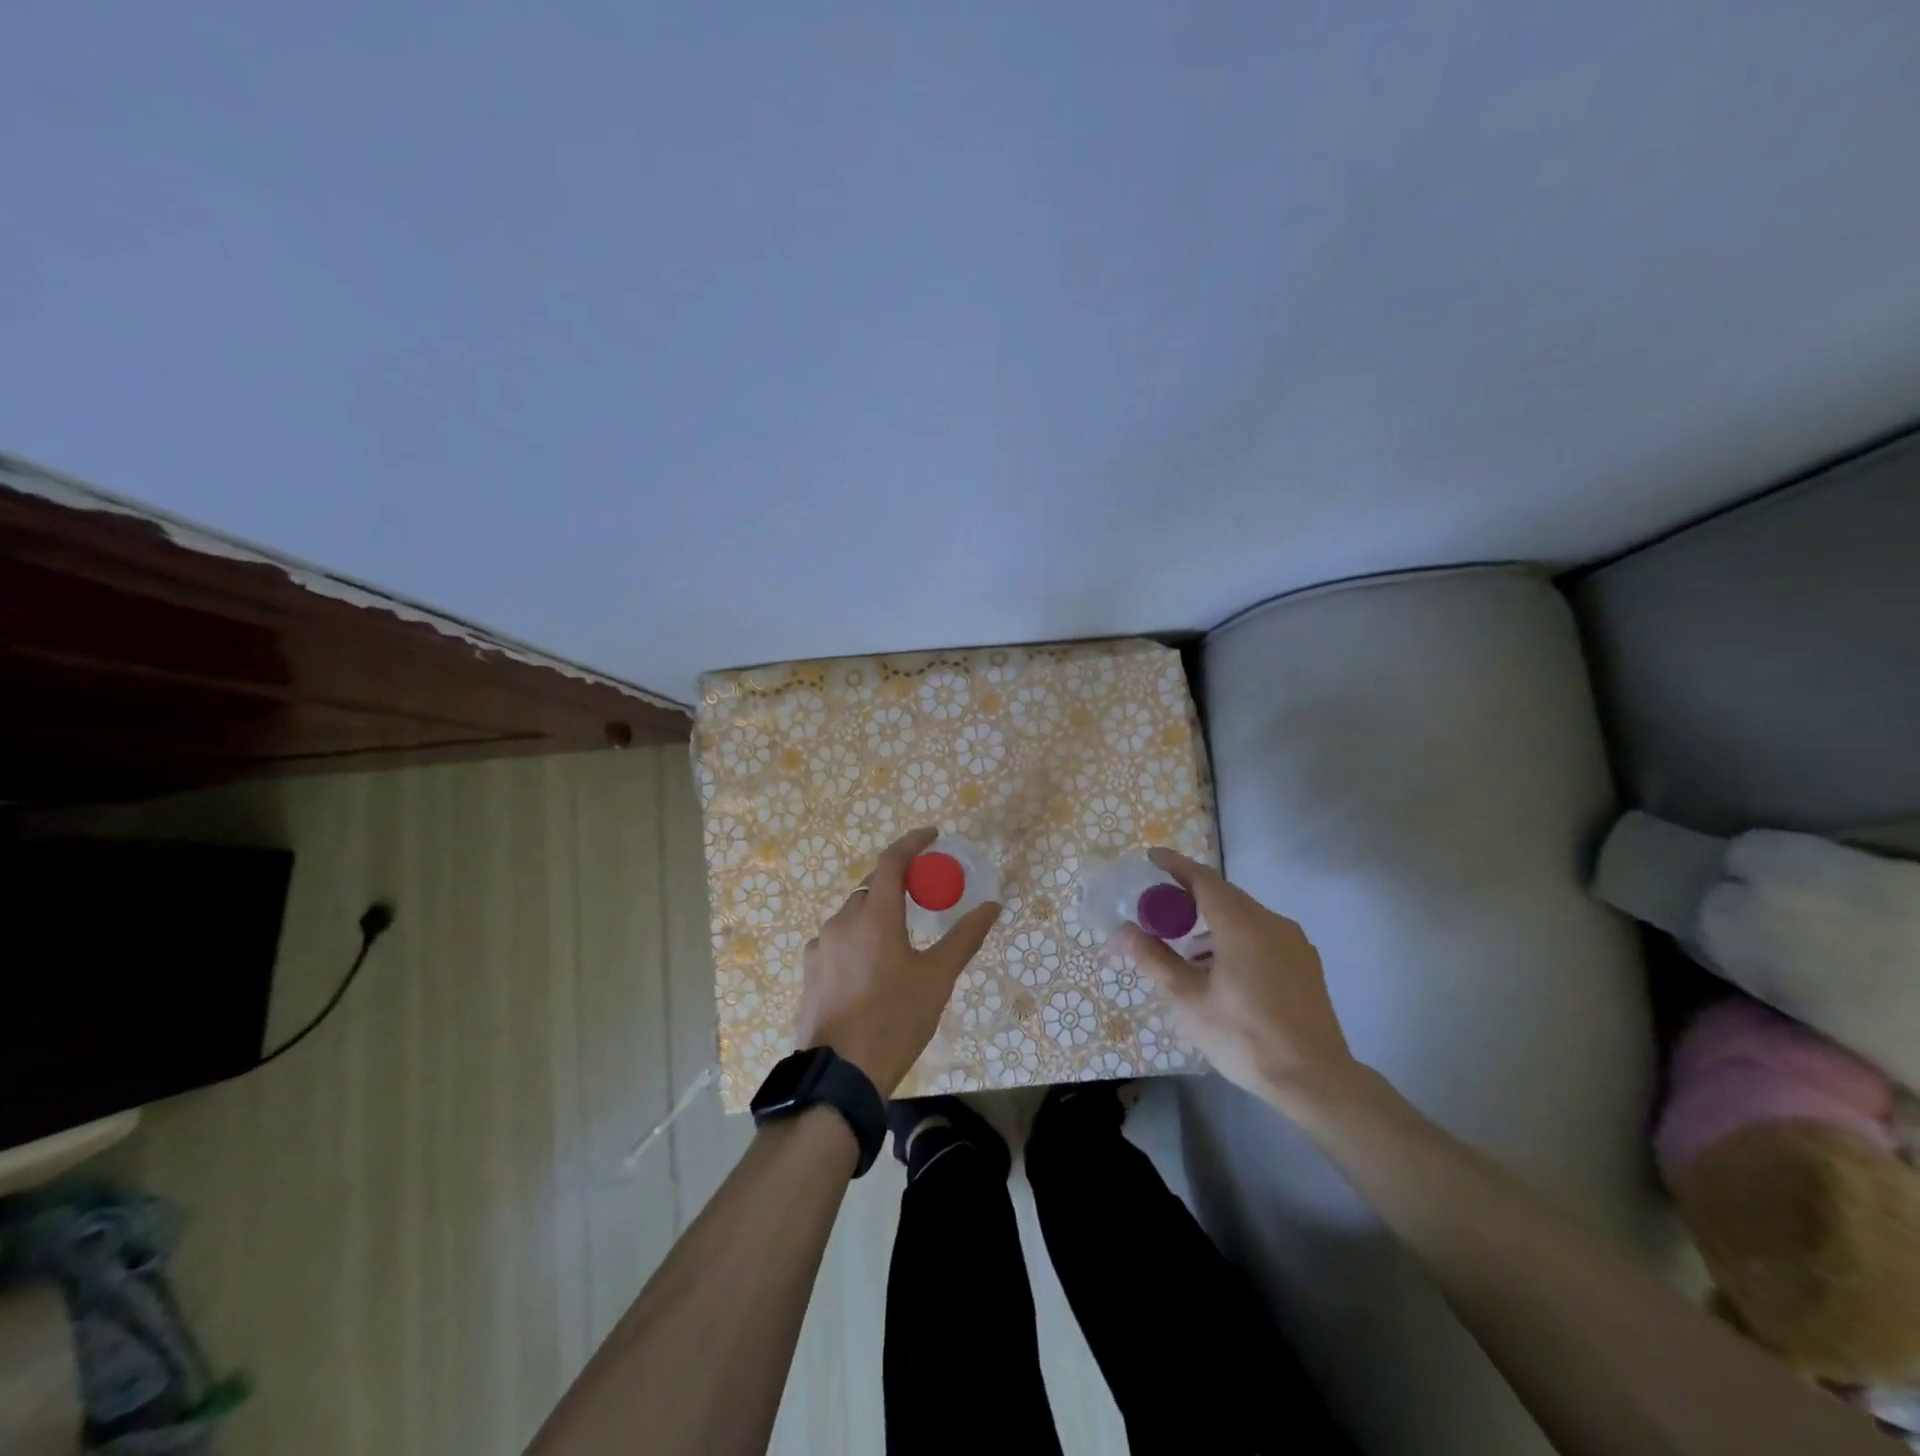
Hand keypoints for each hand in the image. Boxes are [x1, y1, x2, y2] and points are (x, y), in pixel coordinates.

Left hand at [792, 828, 1000, 1095]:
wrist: (839, 1074)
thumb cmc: (895, 1019)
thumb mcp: (937, 978)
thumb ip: (965, 937)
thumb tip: (992, 906)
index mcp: (875, 915)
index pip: (892, 860)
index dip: (912, 842)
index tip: (932, 835)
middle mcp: (842, 920)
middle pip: (872, 887)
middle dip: (898, 882)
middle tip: (923, 893)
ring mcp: (820, 946)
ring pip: (853, 914)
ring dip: (876, 913)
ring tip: (899, 938)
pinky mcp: (809, 970)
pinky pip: (838, 940)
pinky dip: (858, 939)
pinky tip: (870, 968)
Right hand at [1118, 847, 1362, 1117]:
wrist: (1315, 1080)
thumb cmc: (1245, 1037)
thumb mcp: (1189, 1000)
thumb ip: (1155, 960)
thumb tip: (1126, 932)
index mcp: (1241, 924)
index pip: (1202, 879)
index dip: (1175, 865)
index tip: (1152, 856)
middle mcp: (1271, 922)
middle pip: (1224, 896)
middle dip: (1189, 898)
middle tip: (1160, 910)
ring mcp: (1293, 943)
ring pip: (1244, 918)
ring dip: (1212, 924)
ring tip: (1187, 953)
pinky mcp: (1305, 964)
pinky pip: (1262, 936)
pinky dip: (1234, 939)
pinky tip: (1221, 971)